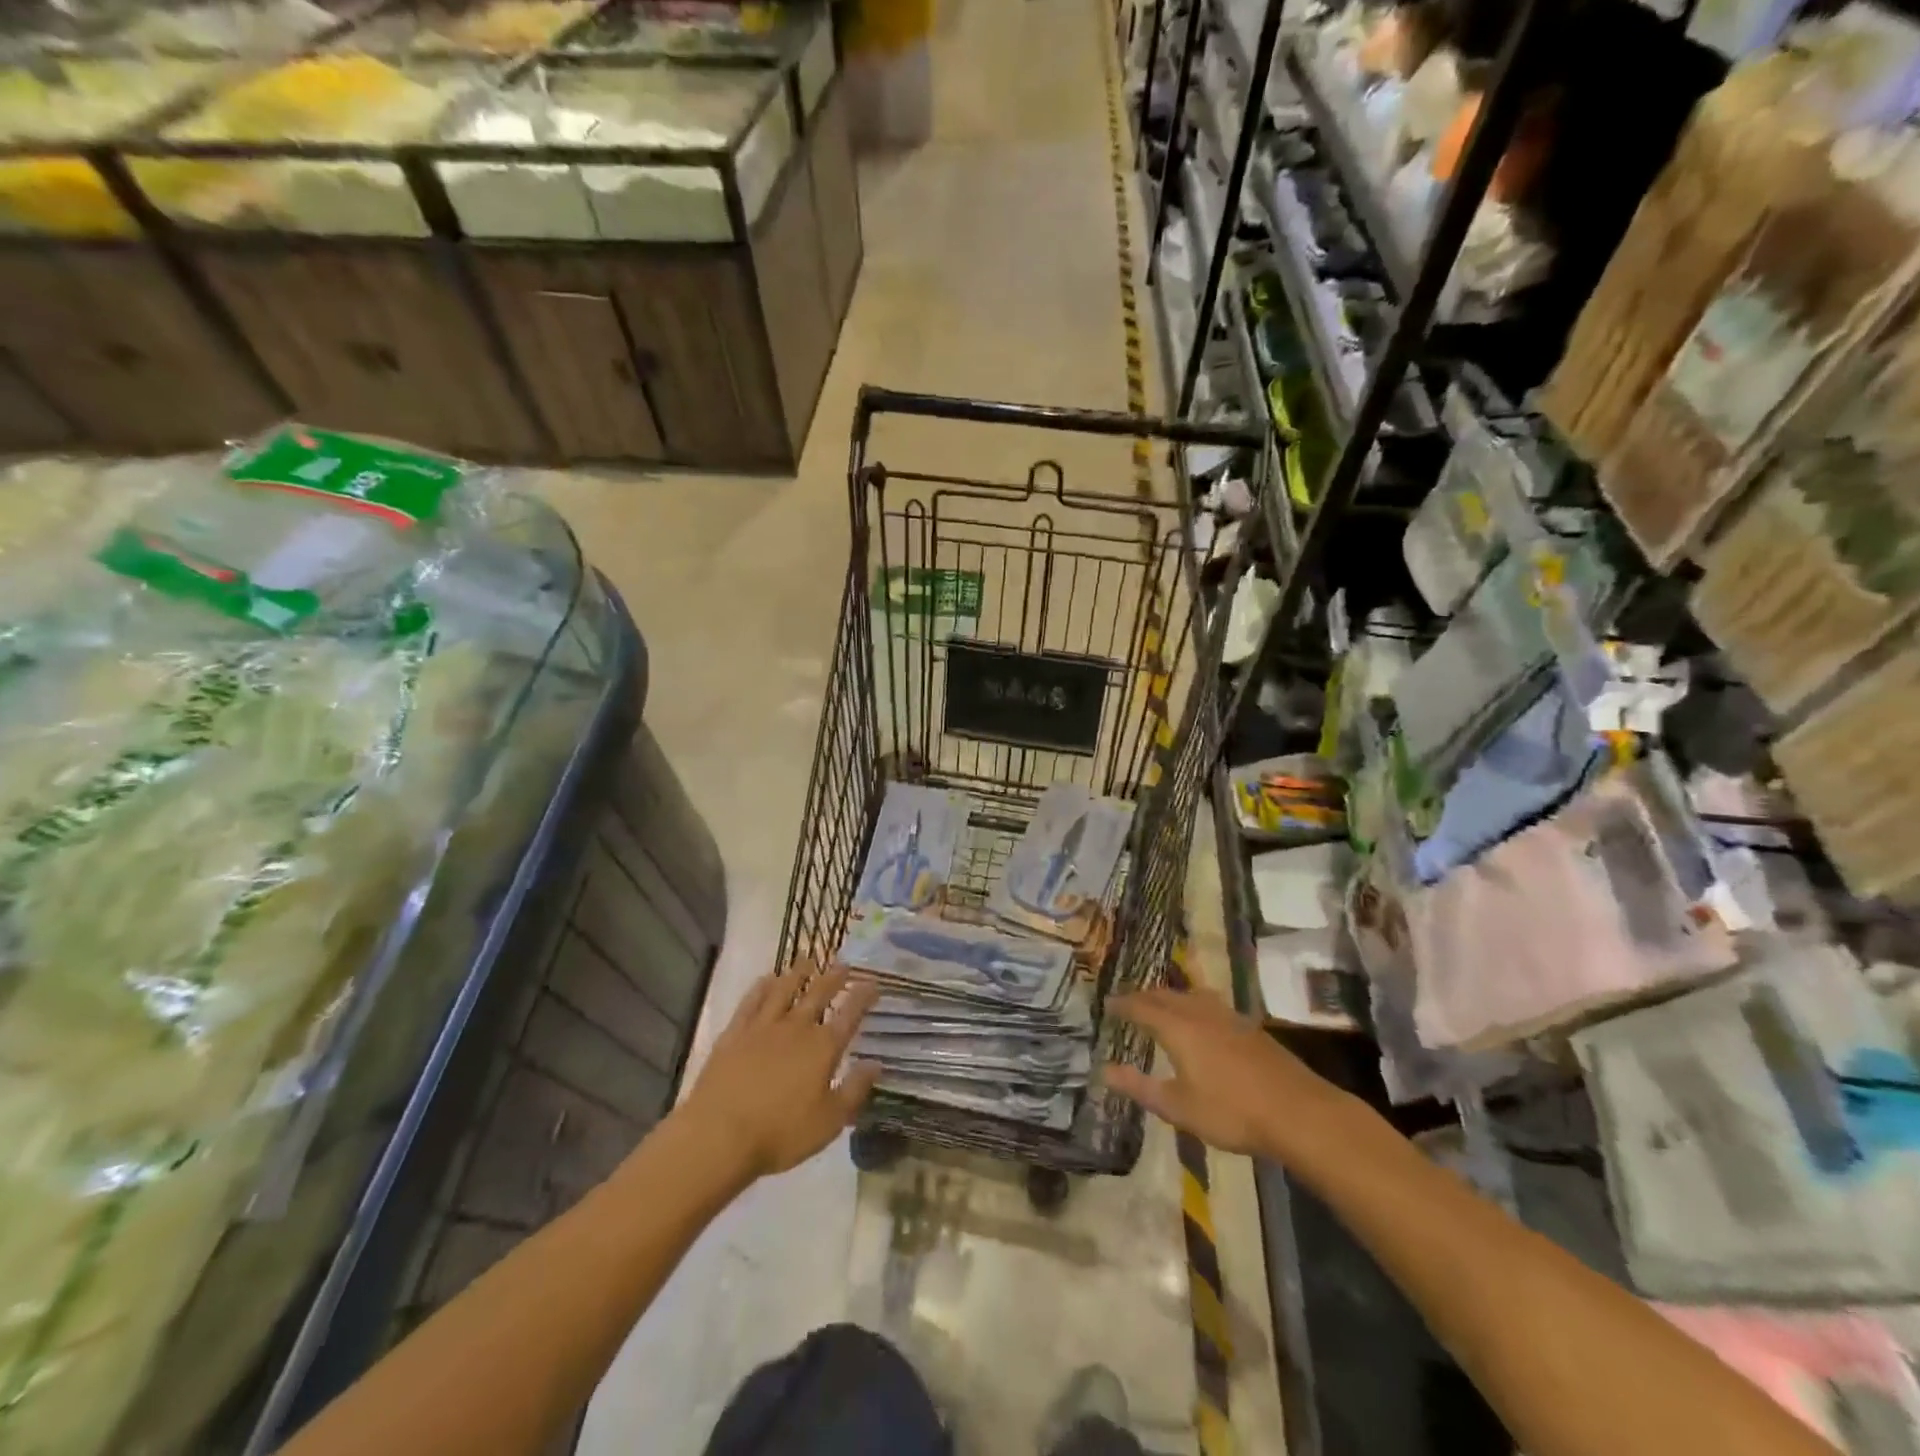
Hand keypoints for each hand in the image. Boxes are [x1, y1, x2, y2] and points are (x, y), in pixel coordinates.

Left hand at [678, 962, 880, 1180]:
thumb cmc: (780, 1134)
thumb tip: (876, 1063)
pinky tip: (767, 979)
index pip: (850, 1014)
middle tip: (843, 964)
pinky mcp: (735, 1033)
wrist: (719, 1135)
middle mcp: (796, 1028)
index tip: (873, 982)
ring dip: (798, 973)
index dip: (863, 996)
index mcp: (823, 1048)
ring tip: (808, 961)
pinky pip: (752, 1001)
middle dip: (834, 977)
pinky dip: (762, 986)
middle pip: (818, 994)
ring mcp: (763, 1027)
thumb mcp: (829, 1121)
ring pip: (784, 989)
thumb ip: (855, 1090)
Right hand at [1103, 984, 1347, 1156]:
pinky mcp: (1250, 1028)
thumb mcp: (1179, 1107)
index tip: (1107, 1003)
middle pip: (1167, 995)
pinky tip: (1202, 1019)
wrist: (1298, 1112)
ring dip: (1172, 996)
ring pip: (1192, 995)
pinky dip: (1194, 1004)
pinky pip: (1211, 1003)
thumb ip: (1141, 1087)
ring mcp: (1229, 1017)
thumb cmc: (1232, 1112)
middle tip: (1129, 1002)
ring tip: (1163, 1003)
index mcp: (1178, 1028)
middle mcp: (1200, 1013)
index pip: (1142, 1007)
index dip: (1123, 1004)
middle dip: (1145, 996)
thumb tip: (1105, 1070)